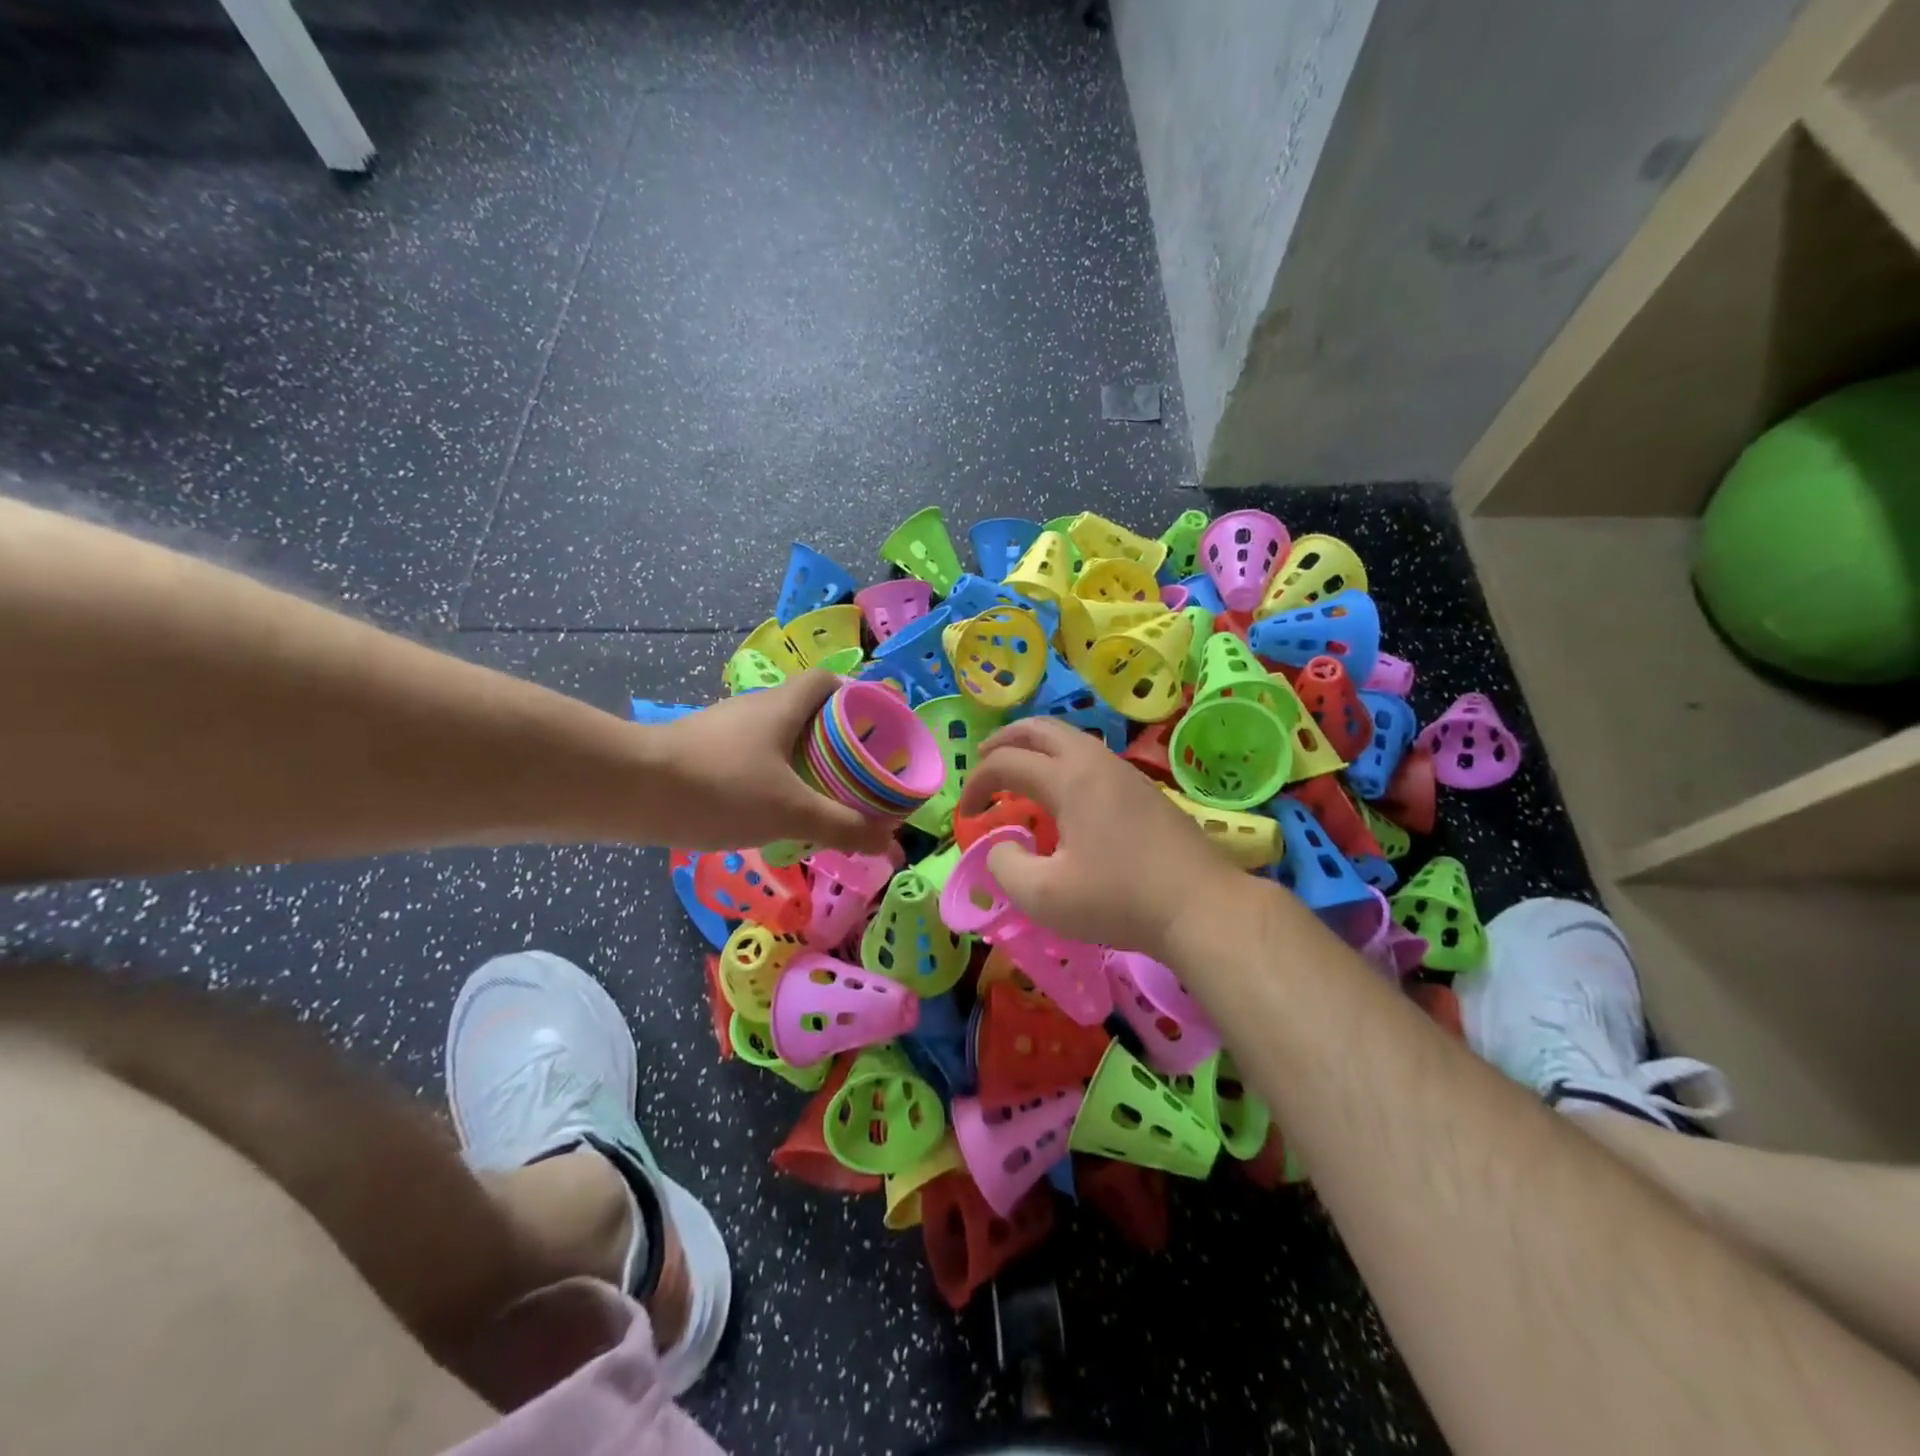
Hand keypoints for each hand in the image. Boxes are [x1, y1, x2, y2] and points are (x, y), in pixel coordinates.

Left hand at [645, 671, 897, 854]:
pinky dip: (769, 776)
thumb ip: (842, 826)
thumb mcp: (791, 811)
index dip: (857, 697)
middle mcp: (754, 708)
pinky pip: (749, 758)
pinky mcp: (698, 753)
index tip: (877, 727)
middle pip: (806, 710)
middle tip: (856, 772)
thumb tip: (891, 844)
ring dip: (800, 759)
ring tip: (820, 795)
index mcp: (783, 706)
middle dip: (834, 738)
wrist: (627, 790)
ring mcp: (722, 730)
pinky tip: (771, 809)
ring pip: (775, 736)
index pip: (829, 681)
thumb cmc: (721, 787)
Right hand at [956, 717, 1248, 957]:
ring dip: (1035, 748)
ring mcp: (1125, 773)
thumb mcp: (1044, 897)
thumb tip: (1003, 845)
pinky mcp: (1145, 790)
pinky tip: (1063, 797)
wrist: (1201, 907)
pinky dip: (1061, 763)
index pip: (1007, 762)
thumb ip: (1006, 866)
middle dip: (1004, 741)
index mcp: (1069, 779)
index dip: (976, 783)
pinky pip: (1091, 758)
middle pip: (1040, 728)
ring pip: (1070, 739)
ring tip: (1019, 774)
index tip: (966, 813)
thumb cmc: (1119, 900)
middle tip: (983, 761)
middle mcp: (1096, 763)